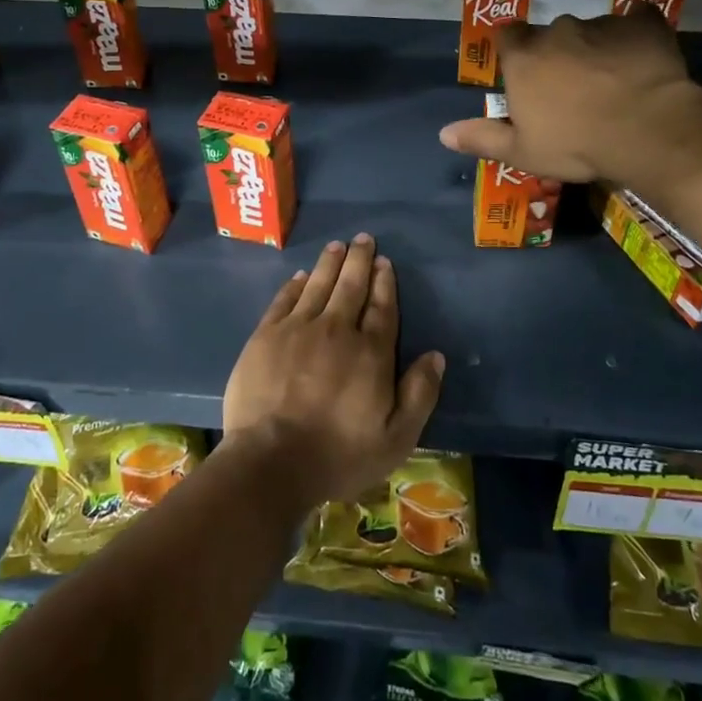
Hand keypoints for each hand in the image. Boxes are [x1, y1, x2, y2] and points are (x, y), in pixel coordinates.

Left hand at [222, 234, 444, 506]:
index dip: (384, 283)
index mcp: (370, 353)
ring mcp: (297, 329)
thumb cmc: (338, 455)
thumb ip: (419, 394)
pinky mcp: (265, 336)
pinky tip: (301, 276)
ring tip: (337, 245)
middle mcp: (336, 330)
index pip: (382, 308)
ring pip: (318, 285)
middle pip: (351, 286)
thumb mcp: (396, 439)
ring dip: (330, 263)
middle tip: (363, 239)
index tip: (385, 263)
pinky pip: (284, 300)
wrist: (270, 461)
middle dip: (359, 260)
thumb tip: (436, 356)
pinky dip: (295, 284)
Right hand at [437, 10, 701, 183]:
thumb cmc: (576, 144)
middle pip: (550, 34)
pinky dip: (635, 36)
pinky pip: (636, 22)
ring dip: (596, 48)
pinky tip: (643, 58)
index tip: (526, 73)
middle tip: (573, 86)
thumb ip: (483, 138)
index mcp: (524, 57)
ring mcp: (602, 24)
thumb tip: (443, 133)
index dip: (515, 51)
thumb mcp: (523, 152)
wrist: (647, 131)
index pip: (507, 35)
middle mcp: (558, 31)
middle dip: (558, 53)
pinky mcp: (643, 24)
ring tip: (613, 79)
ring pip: (592, 30)